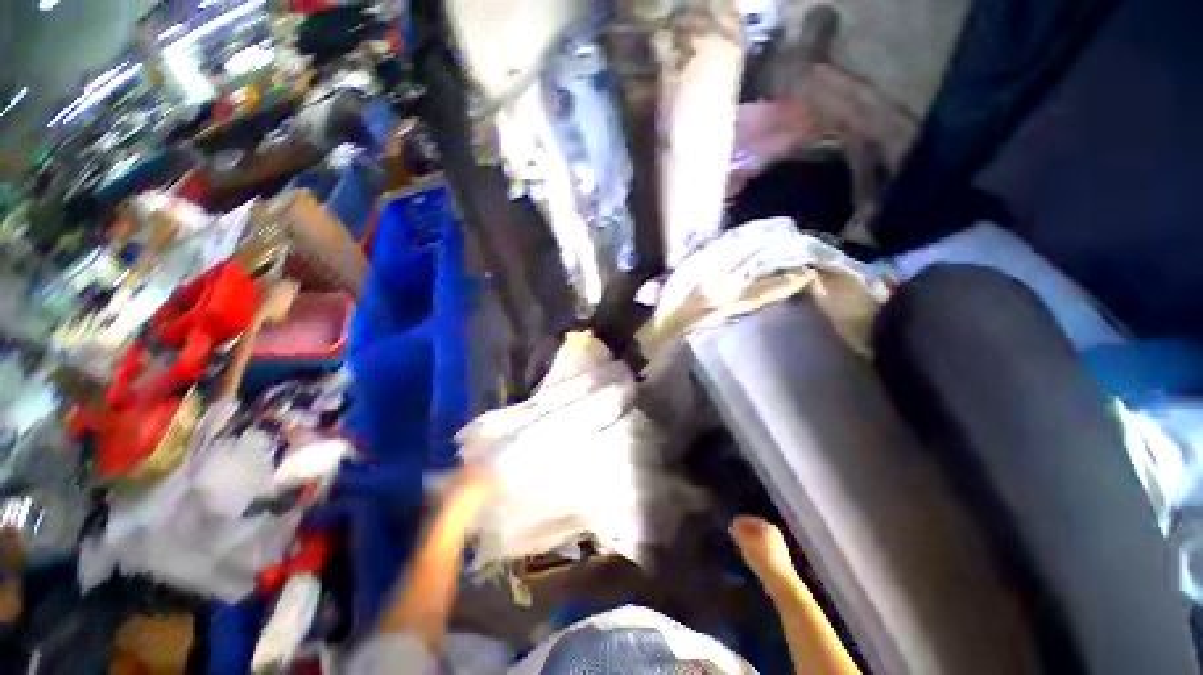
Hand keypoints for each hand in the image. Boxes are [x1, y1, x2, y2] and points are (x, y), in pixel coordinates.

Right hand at [730, 515, 801, 598]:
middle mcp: (774, 534)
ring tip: (741, 547)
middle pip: (755, 529)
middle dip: (744, 532)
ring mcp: (778, 547)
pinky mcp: (779, 559)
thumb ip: (738, 531)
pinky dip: (755, 550)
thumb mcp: (745, 541)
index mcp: (767, 526)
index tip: (730, 527)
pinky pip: (763, 550)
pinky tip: (751, 557)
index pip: (749, 519)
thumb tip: (734, 526)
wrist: (780, 581)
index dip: (738, 522)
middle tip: (734, 537)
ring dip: (749, 542)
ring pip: (759, 540)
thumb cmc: (761, 557)